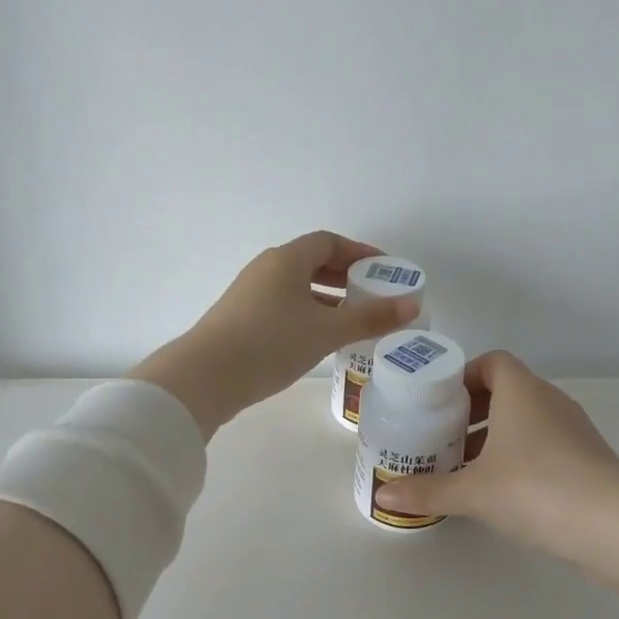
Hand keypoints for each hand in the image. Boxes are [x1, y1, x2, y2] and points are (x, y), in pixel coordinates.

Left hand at [131, 232, 420, 437]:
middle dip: (345, 275)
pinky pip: (283, 304)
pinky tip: (319, 338)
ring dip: (326, 296)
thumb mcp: (327, 331)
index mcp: (287, 260)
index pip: (328, 242)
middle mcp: (266, 268)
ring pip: (296, 286)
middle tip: (373, 293)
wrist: (205, 377)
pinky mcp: (240, 318)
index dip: (359, 251)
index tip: (384, 269)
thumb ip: (370, 317)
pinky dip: (307, 312)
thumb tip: (412, 306)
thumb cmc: (271, 343)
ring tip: (353, 318)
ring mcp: (249, 293)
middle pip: (311, 261)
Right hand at [374, 351, 618, 556]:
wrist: (614, 526)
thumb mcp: (472, 491)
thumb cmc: (535, 489)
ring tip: (463, 467)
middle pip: (506, 391)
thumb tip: (383, 494)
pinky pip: (543, 444)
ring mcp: (573, 429)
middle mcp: (549, 401)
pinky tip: (499, 490)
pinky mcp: (587, 459)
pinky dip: (518, 457)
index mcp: (522, 391)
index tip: (438, 403)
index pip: (492, 362)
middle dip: (472, 411)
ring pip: (525, 421)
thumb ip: (427, 491)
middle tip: (441, 437)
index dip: (464, 376)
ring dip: (494, 437)